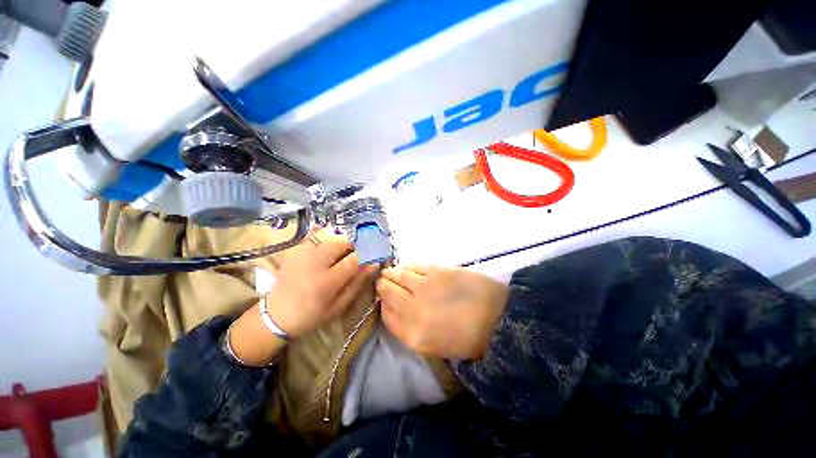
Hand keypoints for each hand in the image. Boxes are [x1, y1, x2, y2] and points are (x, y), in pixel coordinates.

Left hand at [266, 230, 377, 337]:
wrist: (276, 315)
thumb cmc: (311, 315)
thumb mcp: (339, 306)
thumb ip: (357, 284)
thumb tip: (373, 264)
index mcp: (326, 282)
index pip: (354, 259)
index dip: (367, 256)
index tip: (372, 257)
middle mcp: (314, 263)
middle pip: (343, 242)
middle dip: (354, 247)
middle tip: (355, 257)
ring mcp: (303, 253)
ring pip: (331, 237)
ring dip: (342, 244)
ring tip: (341, 256)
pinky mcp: (296, 250)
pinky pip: (317, 238)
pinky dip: (327, 242)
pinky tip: (327, 253)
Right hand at [377, 266, 508, 359]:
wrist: (498, 319)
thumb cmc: (467, 337)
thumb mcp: (434, 345)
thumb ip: (409, 328)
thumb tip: (394, 307)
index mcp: (414, 336)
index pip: (386, 316)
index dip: (382, 304)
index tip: (384, 299)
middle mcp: (414, 310)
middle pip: (387, 292)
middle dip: (383, 285)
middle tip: (383, 281)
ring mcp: (426, 287)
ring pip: (398, 275)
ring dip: (391, 273)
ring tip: (390, 272)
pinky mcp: (437, 271)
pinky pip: (413, 266)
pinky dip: (406, 266)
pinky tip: (405, 268)